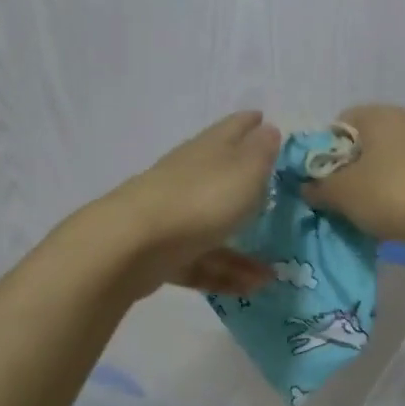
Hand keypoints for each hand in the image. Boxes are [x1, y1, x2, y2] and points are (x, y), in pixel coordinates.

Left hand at [97, 111, 280, 293]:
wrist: (132, 246)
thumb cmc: (200, 200)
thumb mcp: (245, 172)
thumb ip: (261, 152)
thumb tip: (267, 129)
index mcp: (208, 149)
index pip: (232, 127)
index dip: (249, 122)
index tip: (262, 118)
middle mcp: (188, 176)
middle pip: (220, 174)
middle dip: (244, 181)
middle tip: (272, 190)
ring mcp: (173, 214)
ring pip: (213, 225)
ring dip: (242, 248)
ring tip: (271, 271)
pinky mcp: (162, 251)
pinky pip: (202, 261)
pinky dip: (225, 273)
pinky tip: (251, 288)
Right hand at [302, 104, 404, 246]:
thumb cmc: (389, 193)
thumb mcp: (341, 193)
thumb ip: (318, 188)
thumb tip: (308, 188)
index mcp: (378, 114)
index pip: (337, 124)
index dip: (322, 152)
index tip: (318, 180)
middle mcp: (403, 123)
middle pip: (362, 145)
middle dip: (346, 171)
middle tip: (335, 199)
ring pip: (383, 164)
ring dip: (369, 186)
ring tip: (360, 213)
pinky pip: (404, 180)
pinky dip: (392, 195)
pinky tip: (387, 218)